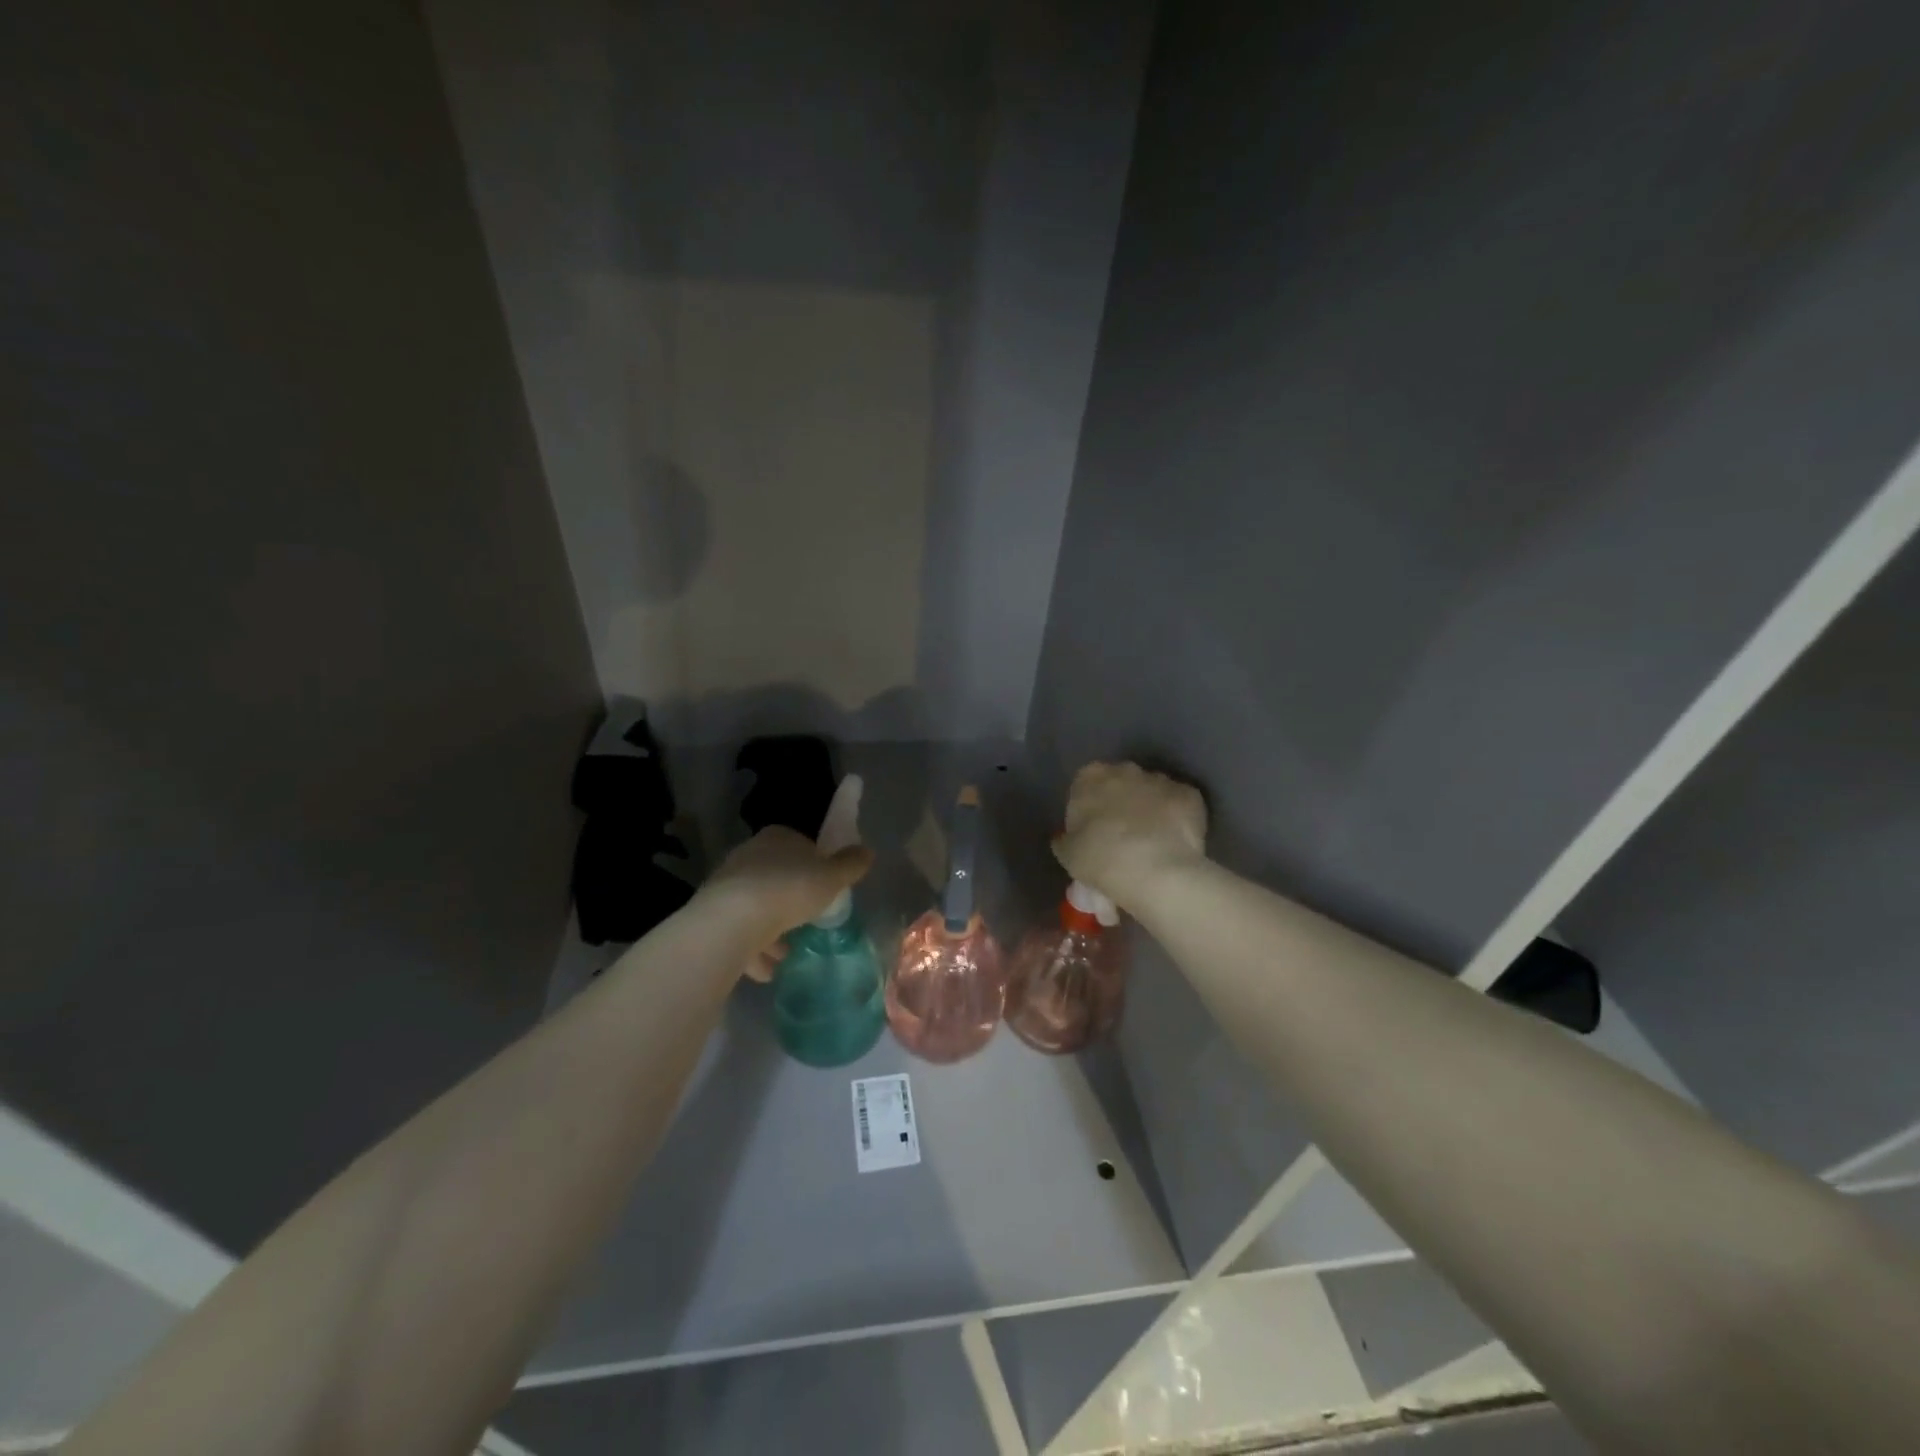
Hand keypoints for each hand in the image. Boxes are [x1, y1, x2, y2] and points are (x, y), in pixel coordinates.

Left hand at [700, 826, 874, 979]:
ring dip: (770, 930)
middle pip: (776, 876)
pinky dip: (752, 950)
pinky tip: (766, 971)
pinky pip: (738, 932)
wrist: (733, 921)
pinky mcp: (712, 915)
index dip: (814, 865)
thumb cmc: (789, 890)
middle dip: (790, 899)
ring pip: (755, 906)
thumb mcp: (831, 878)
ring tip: (786, 953)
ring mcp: (727, 884)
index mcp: (778, 838)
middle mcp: (749, 855)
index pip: (799, 845)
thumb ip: (850, 865)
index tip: (824, 888)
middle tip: (807, 921)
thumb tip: (867, 851)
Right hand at [1052, 762, 1207, 912]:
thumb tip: (1067, 838)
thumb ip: (1065, 839)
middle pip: (1121, 783)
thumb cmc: (1101, 858)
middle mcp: (1126, 769)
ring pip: (1152, 792)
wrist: (1155, 871)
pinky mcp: (1191, 795)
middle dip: (1121, 803)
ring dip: (1150, 809)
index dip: (1089, 808)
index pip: (1085, 785)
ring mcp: (1161, 779)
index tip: (1091, 832)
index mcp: (1090, 776)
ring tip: (1151, 843)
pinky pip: (1180, 805)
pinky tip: (1174, 843)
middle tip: (1120, 837)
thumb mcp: (1067, 854)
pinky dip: (1177, 819)